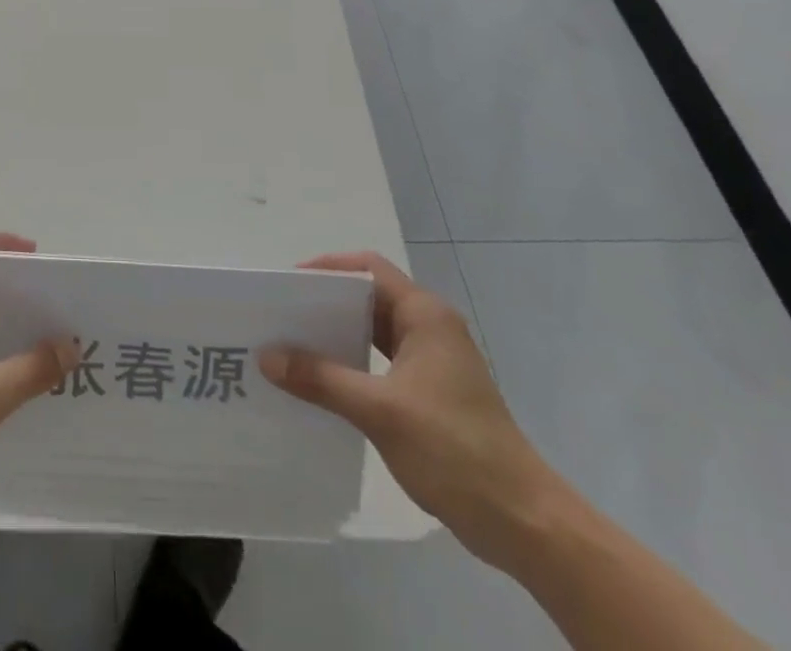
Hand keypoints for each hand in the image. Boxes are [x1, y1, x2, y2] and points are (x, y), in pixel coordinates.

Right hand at [260, 252, 562, 570]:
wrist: (524, 523)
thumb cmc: (454, 449)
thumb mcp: (379, 411)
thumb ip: (321, 379)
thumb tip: (267, 356)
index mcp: (424, 315)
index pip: (368, 269)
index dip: (327, 268)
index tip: (287, 284)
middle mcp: (429, 327)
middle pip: (368, 296)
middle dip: (324, 302)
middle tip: (281, 314)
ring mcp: (432, 360)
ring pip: (373, 330)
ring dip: (336, 334)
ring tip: (292, 344)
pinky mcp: (430, 391)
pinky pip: (380, 360)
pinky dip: (351, 362)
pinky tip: (322, 381)